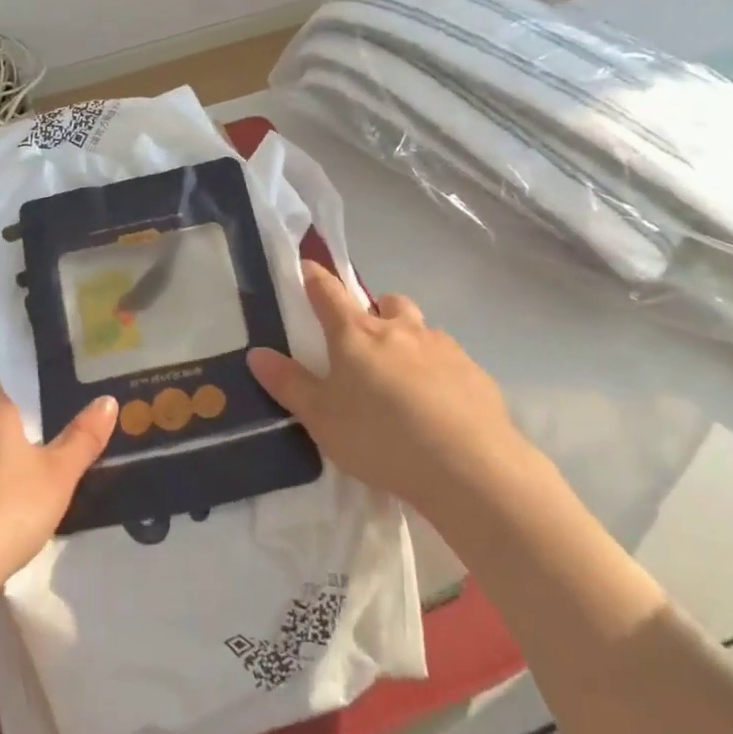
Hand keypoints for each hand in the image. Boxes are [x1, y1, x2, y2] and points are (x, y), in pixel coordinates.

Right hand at [248, 261, 521, 517]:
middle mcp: (400, 329)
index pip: (328, 292)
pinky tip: (439, 408)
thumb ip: (289, 385)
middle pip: (386, 302)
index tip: (307, 266)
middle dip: (375, 310)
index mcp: (357, 334)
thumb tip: (257, 353)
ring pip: (421, 329)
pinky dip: (439, 372)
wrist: (470, 466)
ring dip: (409, 340)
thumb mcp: (322, 419)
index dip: (315, 277)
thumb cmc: (382, 438)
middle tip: (367, 341)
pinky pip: (450, 360)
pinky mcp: (475, 373)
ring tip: (404, 380)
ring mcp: (443, 348)